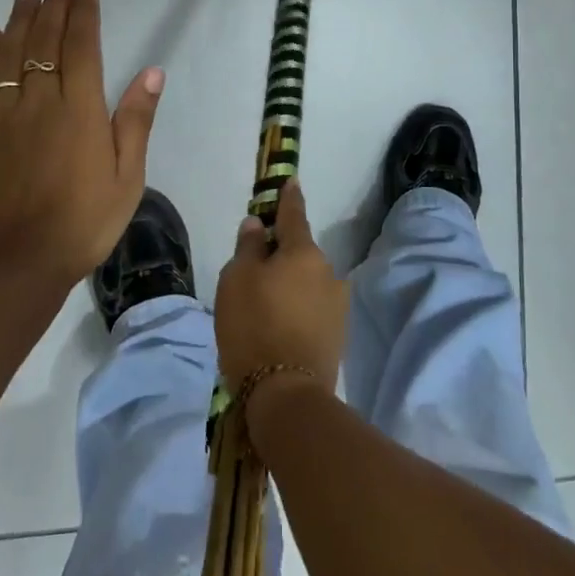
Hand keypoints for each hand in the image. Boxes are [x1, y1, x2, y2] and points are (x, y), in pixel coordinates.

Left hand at [0, 0, 163, 292]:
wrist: (12, 266)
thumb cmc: (81, 225)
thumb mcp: (126, 179)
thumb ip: (135, 121)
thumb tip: (151, 71)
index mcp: (79, 110)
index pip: (82, 47)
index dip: (84, 15)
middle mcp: (38, 101)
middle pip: (45, 41)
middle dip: (55, 7)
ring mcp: (0, 115)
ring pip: (9, 54)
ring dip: (21, 20)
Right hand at [215, 179, 345, 395]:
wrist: (286, 394)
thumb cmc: (254, 326)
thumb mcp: (236, 280)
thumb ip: (249, 247)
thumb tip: (258, 225)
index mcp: (304, 252)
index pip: (294, 214)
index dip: (288, 197)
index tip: (290, 180)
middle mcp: (328, 272)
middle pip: (300, 252)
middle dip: (282, 254)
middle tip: (254, 268)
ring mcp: (337, 305)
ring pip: (307, 282)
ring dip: (289, 284)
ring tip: (262, 306)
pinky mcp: (337, 335)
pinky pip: (312, 308)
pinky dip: (296, 308)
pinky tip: (277, 326)